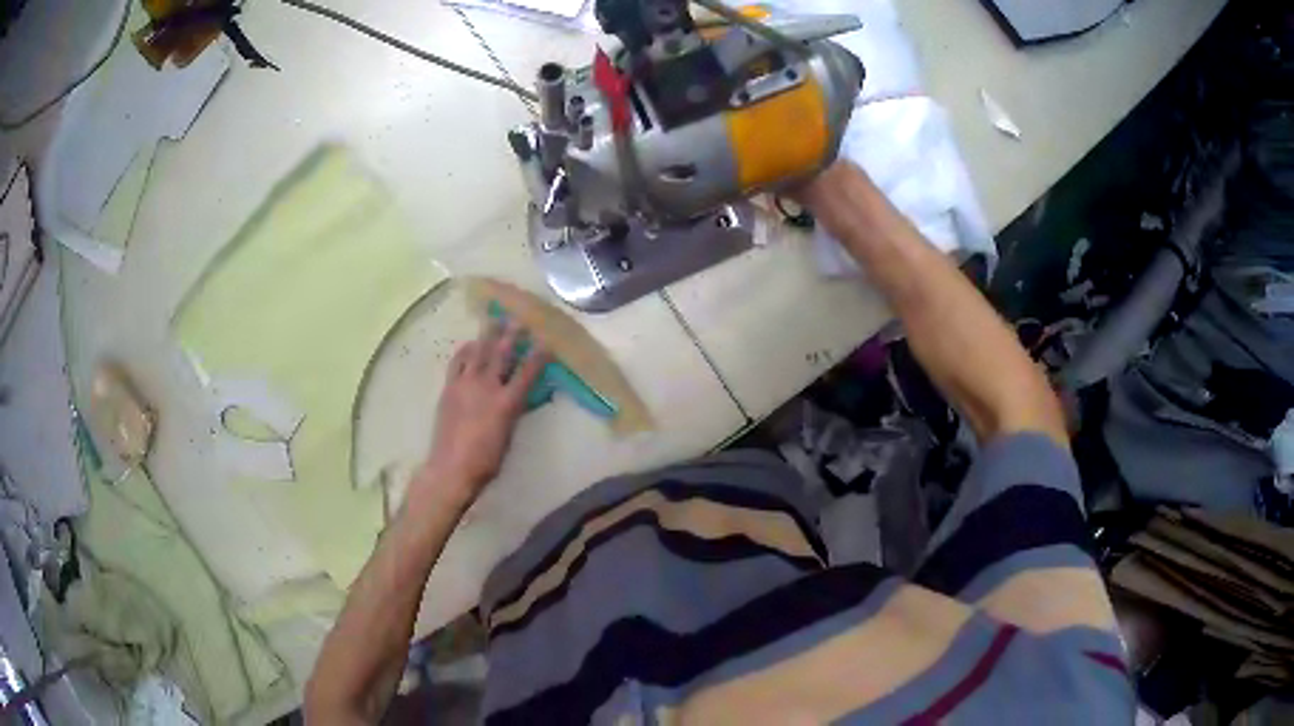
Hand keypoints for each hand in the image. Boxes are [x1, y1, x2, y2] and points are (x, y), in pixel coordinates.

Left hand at [415, 324, 547, 508]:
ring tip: (494, 319)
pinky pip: (458, 362)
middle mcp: (487, 387)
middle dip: (512, 334)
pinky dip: (466, 350)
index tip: (546, 340)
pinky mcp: (449, 388)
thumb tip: (523, 396)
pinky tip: (470, 344)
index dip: (539, 354)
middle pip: (502, 353)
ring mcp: (465, 385)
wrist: (452, 468)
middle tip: (519, 318)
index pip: (528, 371)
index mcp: (507, 402)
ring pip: (479, 351)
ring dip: (488, 334)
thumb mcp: (509, 435)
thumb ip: (515, 411)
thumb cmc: (487, 460)